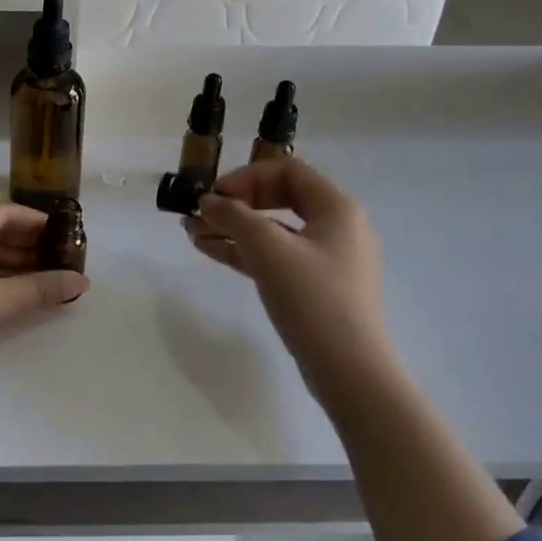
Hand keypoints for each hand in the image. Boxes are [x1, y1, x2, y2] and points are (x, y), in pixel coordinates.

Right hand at [185, 159, 400, 394]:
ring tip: (192, 234)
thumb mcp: (269, 250)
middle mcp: (337, 227)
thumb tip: (207, 201)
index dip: (246, 176)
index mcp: (337, 208)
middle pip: (279, 198)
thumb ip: (234, 217)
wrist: (349, 370)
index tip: (214, 196)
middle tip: (200, 215)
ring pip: (273, 231)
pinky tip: (211, 251)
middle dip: (235, 204)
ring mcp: (327, 259)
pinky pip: (276, 257)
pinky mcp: (316, 286)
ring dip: (233, 229)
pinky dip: (245, 252)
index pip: (288, 171)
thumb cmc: (312, 298)